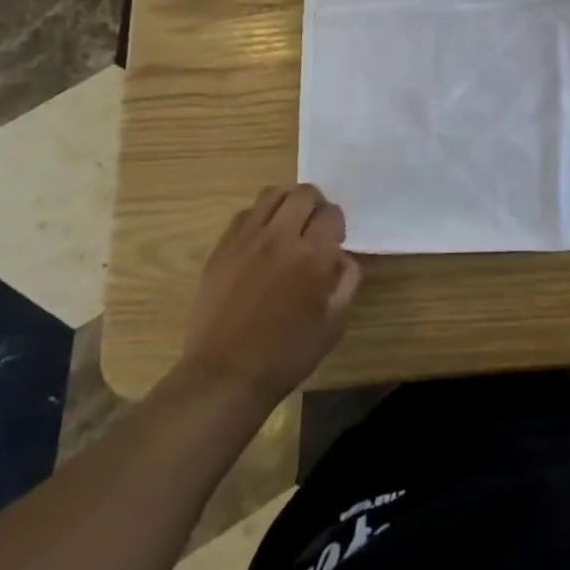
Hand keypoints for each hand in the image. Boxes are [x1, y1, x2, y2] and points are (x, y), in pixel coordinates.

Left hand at [179, 184, 360, 403]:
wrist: (225, 376)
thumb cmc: (286, 354)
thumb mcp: (334, 323)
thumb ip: (347, 281)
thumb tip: (341, 256)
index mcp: (312, 255)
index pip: (332, 213)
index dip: (337, 224)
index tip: (334, 242)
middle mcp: (280, 237)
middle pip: (304, 193)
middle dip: (316, 204)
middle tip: (314, 226)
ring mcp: (246, 240)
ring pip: (272, 194)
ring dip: (287, 202)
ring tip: (288, 224)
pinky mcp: (222, 249)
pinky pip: (245, 214)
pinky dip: (259, 217)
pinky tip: (261, 240)